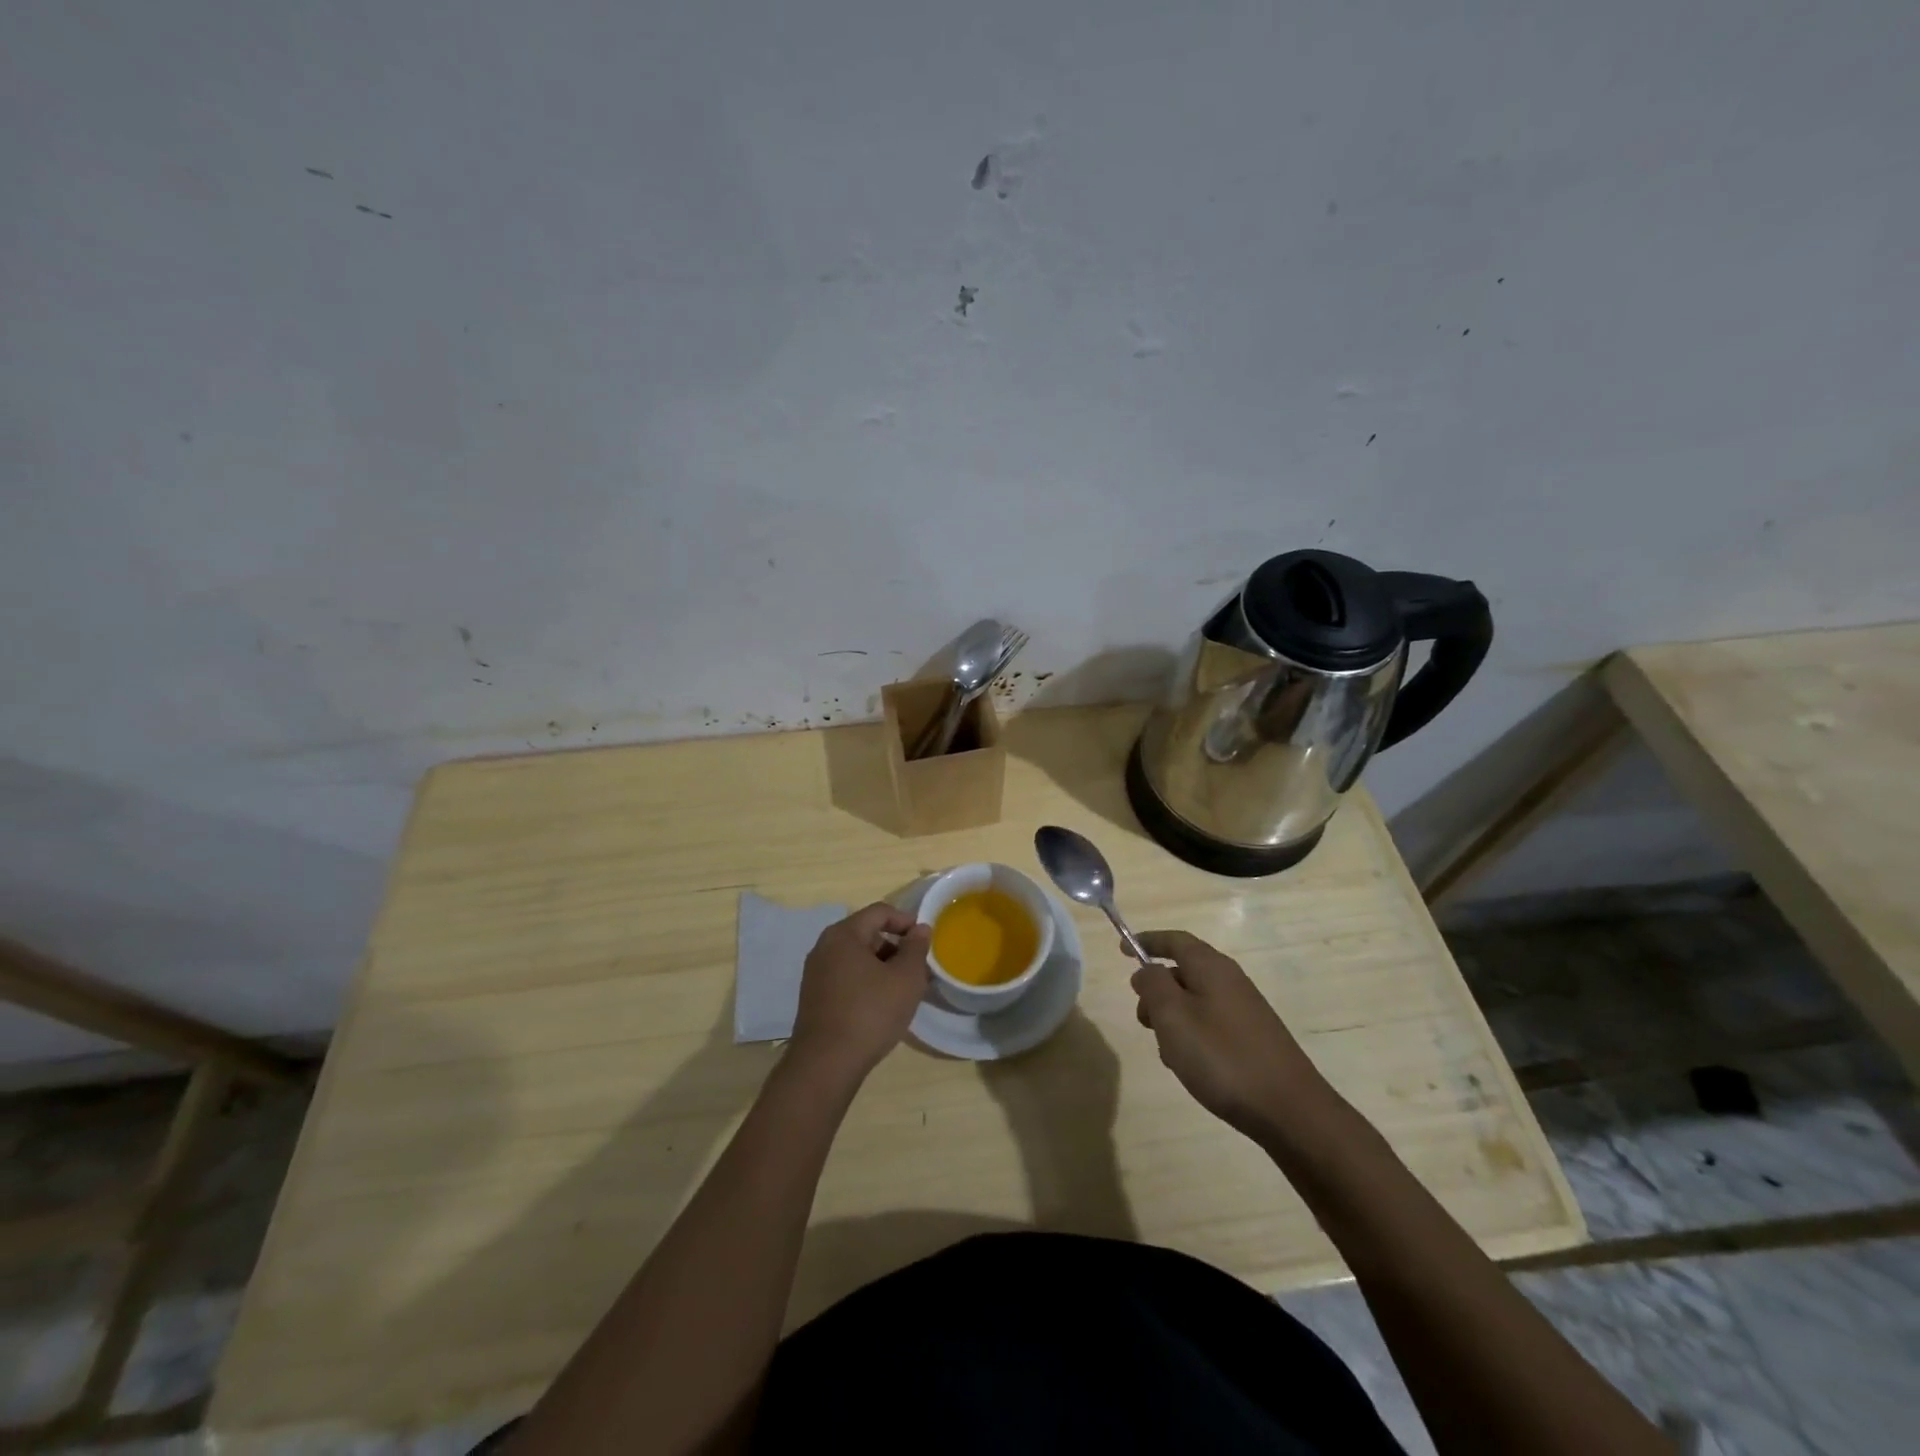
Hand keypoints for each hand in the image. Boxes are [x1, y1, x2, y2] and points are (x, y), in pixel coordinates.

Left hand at [789, 904, 930, 1081]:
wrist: (826, 1064)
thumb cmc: (870, 1013)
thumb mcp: (905, 979)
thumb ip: (916, 948)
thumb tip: (919, 929)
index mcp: (843, 935)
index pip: (879, 912)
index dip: (906, 921)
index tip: (925, 940)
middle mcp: (824, 947)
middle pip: (866, 933)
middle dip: (895, 947)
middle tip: (917, 968)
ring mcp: (815, 973)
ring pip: (856, 958)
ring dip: (881, 966)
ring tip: (902, 990)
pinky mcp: (813, 997)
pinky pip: (845, 977)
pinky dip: (866, 982)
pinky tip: (880, 1006)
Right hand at [1128, 930, 1325, 1139]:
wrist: (1290, 1110)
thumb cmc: (1222, 1057)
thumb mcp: (1173, 1017)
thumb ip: (1153, 985)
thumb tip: (1146, 969)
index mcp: (1212, 967)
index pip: (1175, 940)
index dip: (1147, 941)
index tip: (1122, 950)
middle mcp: (1231, 980)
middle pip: (1183, 971)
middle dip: (1157, 990)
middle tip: (1143, 1020)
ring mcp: (1245, 1009)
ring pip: (1195, 1000)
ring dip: (1173, 1018)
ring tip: (1167, 1052)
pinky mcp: (1253, 1037)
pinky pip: (1210, 1022)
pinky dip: (1192, 1034)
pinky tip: (1190, 1066)